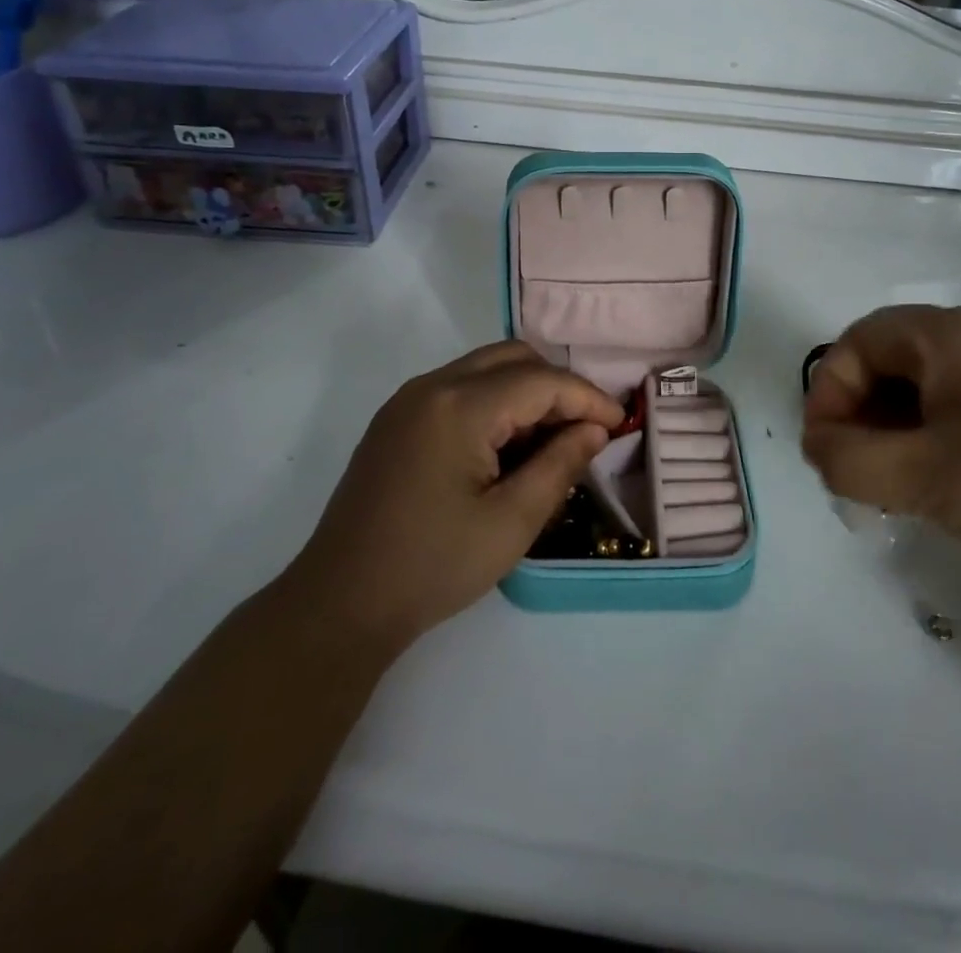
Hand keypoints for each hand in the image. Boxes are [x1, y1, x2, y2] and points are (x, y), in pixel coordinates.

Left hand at [286, 342, 623, 651]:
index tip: (620, 424)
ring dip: (526, 392)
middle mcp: (431, 386)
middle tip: (585, 430)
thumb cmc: (433, 567)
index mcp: (458, 406)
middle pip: (512, 358)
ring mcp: (408, 400)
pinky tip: (506, 447)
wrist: (340, 603)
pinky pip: (459, 388)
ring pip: (485, 368)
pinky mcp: (396, 419)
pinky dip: (494, 403)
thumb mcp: (511, 523)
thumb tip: (596, 429)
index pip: (540, 381)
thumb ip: (560, 465)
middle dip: (557, 386)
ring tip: (551, 441)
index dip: (587, 397)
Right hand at [801, 305, 960, 595]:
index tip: (826, 453)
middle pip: (885, 360)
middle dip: (857, 415)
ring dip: (888, 430)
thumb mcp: (923, 478)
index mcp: (950, 334)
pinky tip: (936, 482)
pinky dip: (925, 437)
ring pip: (916, 386)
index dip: (828, 394)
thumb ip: (847, 459)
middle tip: (856, 473)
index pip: (855, 343)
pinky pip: (951, 404)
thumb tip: (816, 445)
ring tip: (893, 486)